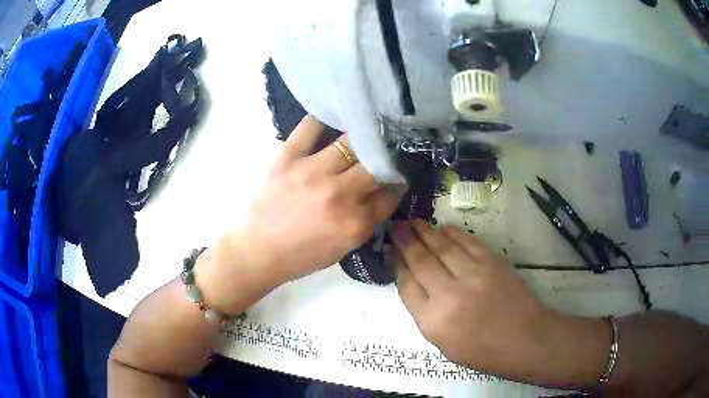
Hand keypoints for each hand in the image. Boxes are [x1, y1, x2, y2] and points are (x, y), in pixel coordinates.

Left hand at [197, 116, 401, 313]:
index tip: (396, 174)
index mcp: (355, 223)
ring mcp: (312, 172)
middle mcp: (338, 195)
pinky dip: (323, 120)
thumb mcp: (344, 246)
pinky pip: (310, 126)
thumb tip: (385, 190)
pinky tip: (331, 119)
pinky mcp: (288, 158)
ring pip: (351, 142)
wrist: (258, 251)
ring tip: (365, 132)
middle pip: (377, 165)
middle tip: (384, 151)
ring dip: (363, 138)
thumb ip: (368, 220)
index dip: (397, 182)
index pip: (390, 194)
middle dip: (386, 158)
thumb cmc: (302, 255)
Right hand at [391, 219, 583, 382]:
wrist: (524, 338)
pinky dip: (451, 233)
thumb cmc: (482, 350)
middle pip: (420, 261)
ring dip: (424, 232)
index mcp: (433, 320)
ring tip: (413, 222)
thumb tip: (414, 284)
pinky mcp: (491, 262)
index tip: (391, 252)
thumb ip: (425, 314)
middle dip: (405, 241)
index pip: (407, 286)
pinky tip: (442, 228)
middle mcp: (448, 294)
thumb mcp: (443, 344)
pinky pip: (466, 241)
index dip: (397, 265)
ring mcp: (472, 274)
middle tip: (396, 227)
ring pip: (441, 247)